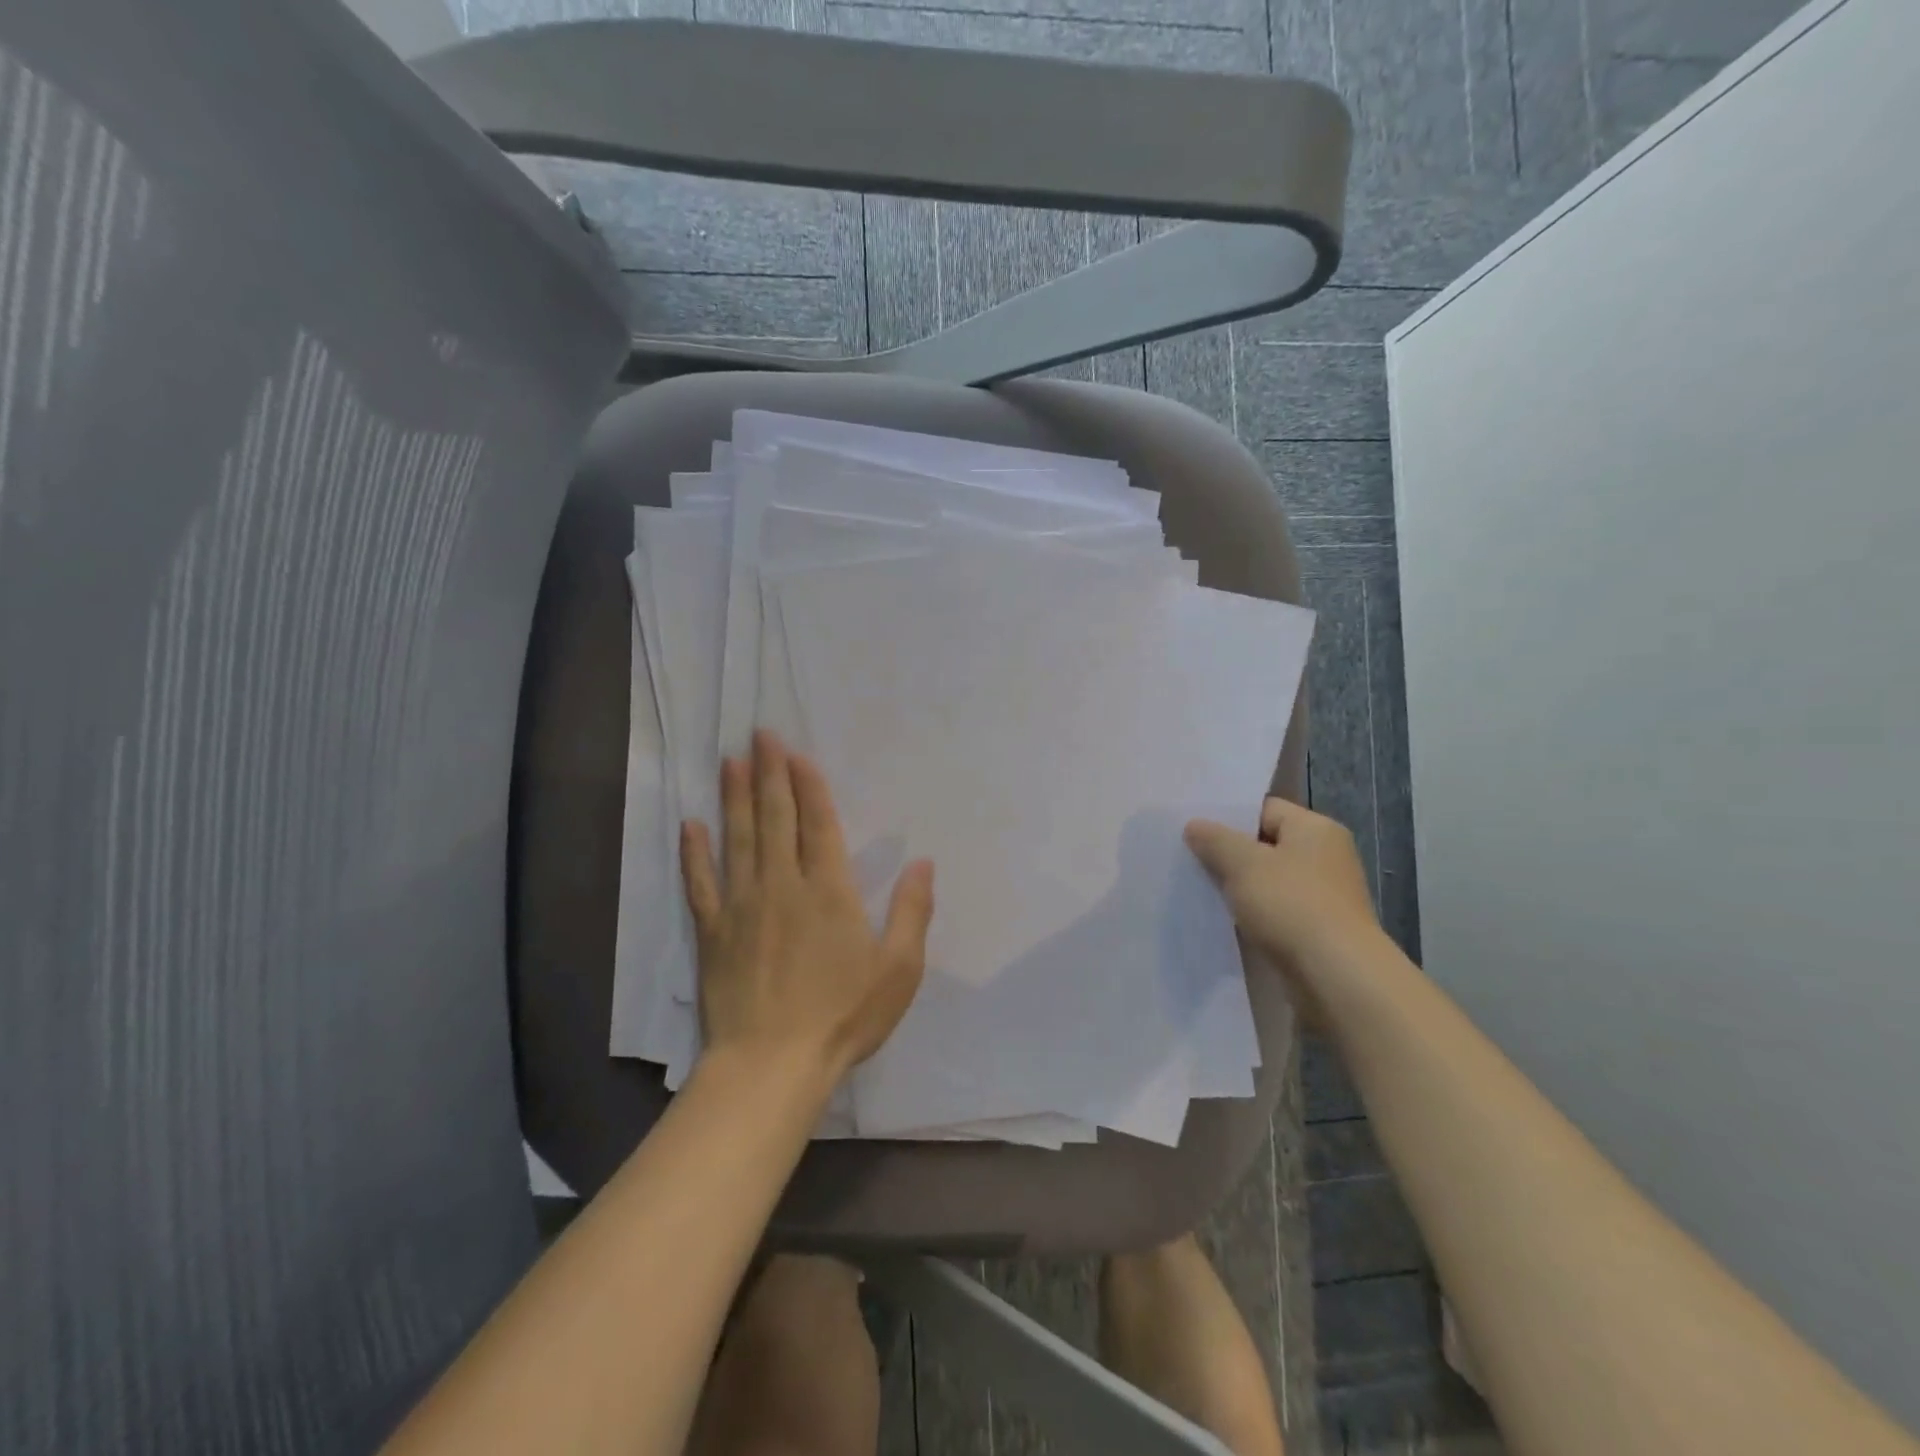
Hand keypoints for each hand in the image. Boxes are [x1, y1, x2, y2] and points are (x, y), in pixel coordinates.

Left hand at [681, 731, 934, 1082]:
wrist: (771, 1065)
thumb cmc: (843, 1016)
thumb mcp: (899, 969)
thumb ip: (912, 911)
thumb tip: (923, 862)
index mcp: (829, 891)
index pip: (818, 824)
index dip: (808, 786)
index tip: (797, 754)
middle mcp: (783, 885)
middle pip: (774, 818)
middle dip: (769, 774)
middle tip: (760, 735)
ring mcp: (742, 906)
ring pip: (737, 839)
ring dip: (734, 797)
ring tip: (729, 761)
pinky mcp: (713, 932)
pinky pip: (700, 883)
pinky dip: (694, 853)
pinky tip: (690, 825)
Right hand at [1185, 798, 1381, 987]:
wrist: (1336, 977)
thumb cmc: (1291, 906)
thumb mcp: (1243, 864)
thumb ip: (1214, 840)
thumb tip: (1194, 825)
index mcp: (1316, 829)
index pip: (1265, 809)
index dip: (1229, 818)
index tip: (1195, 832)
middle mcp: (1326, 856)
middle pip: (1267, 845)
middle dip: (1231, 855)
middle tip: (1191, 860)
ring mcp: (1326, 895)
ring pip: (1270, 881)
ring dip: (1241, 888)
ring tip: (1202, 892)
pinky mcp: (1320, 930)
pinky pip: (1278, 911)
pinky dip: (1255, 915)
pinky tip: (1228, 921)